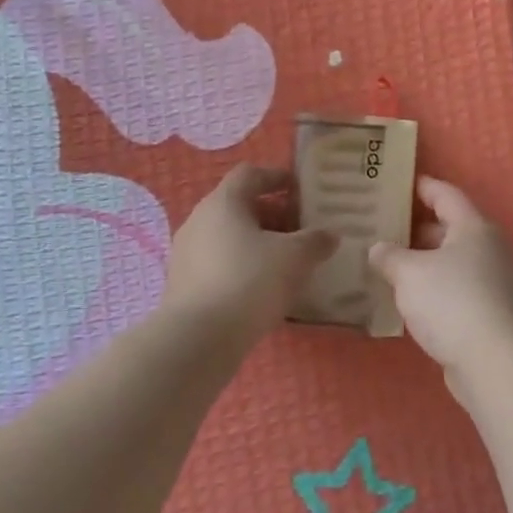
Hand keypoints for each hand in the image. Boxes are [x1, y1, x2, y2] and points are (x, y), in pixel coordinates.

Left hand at [163, 166, 336, 346]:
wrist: (199, 338)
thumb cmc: (249, 281)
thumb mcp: (294, 258)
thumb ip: (315, 241)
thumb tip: (329, 235)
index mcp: (223, 202)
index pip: (250, 174)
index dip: (277, 177)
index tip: (301, 189)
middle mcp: (199, 220)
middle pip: (239, 207)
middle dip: (273, 215)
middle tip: (301, 232)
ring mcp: (186, 253)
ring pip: (228, 237)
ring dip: (257, 244)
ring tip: (287, 263)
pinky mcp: (183, 284)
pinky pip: (219, 264)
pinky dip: (242, 267)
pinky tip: (263, 290)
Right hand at [368, 177, 512, 377]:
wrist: (495, 362)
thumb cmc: (451, 302)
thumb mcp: (409, 274)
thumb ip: (389, 257)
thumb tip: (377, 249)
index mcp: (473, 228)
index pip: (446, 195)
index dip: (423, 186)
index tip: (400, 182)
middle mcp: (488, 249)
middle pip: (449, 229)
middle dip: (416, 228)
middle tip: (383, 227)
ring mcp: (493, 282)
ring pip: (451, 262)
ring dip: (423, 262)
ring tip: (389, 263)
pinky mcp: (490, 313)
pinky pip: (455, 289)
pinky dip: (433, 288)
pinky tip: (408, 299)